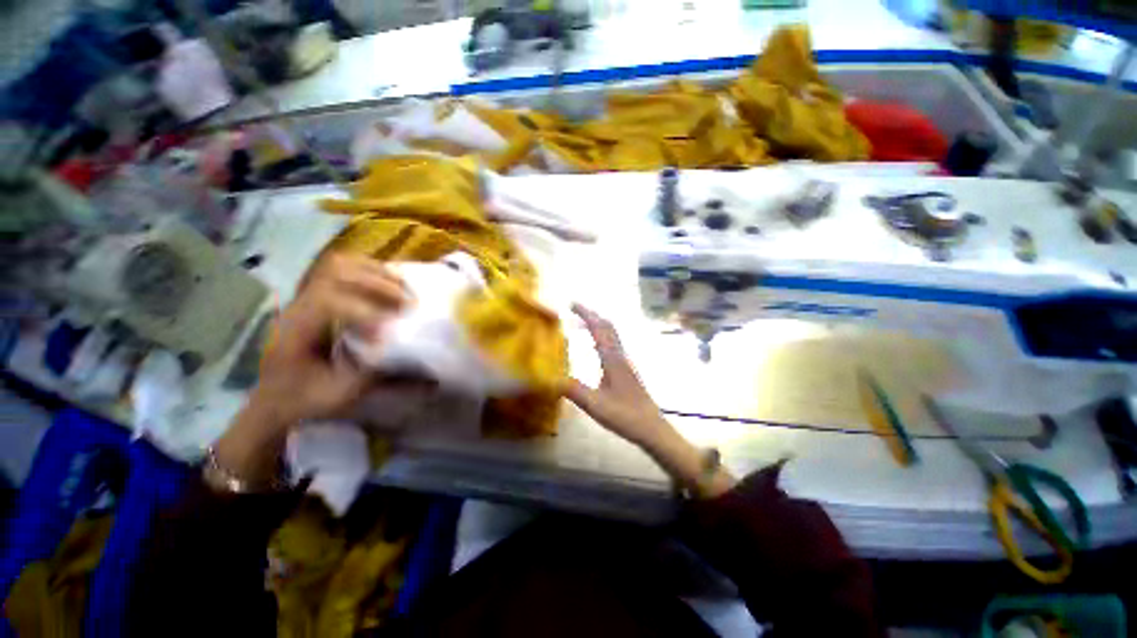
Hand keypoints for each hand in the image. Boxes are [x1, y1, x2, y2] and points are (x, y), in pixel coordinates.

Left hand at [210, 253, 407, 488]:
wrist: (273, 399)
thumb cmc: (303, 399)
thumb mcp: (339, 394)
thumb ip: (375, 375)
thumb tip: (416, 364)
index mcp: (297, 330)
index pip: (328, 302)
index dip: (363, 312)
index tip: (388, 332)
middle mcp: (300, 305)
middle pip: (335, 272)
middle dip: (377, 284)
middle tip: (408, 301)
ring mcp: (307, 297)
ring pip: (339, 264)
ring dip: (376, 272)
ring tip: (404, 288)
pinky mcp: (318, 297)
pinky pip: (343, 270)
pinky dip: (370, 271)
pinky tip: (389, 283)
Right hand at [565, 304, 734, 497]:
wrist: (652, 428)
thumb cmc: (625, 416)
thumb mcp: (595, 405)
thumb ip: (573, 390)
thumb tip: (550, 377)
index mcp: (612, 360)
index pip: (599, 329)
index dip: (586, 314)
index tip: (572, 304)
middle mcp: (620, 356)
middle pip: (608, 327)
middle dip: (592, 314)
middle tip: (575, 309)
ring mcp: (626, 363)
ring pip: (612, 335)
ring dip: (598, 324)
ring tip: (582, 323)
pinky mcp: (627, 370)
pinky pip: (613, 344)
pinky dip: (602, 336)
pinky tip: (595, 347)